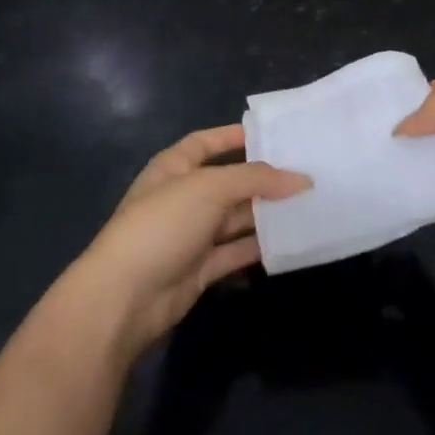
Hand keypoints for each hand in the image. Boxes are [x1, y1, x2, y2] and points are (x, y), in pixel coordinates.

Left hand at [68, 125, 309, 358]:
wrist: (124, 298)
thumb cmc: (162, 225)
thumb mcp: (209, 188)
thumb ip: (256, 179)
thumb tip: (302, 179)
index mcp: (174, 167)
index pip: (206, 142)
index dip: (235, 136)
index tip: (273, 135)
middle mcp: (183, 197)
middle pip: (229, 181)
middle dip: (263, 178)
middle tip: (306, 172)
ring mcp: (192, 235)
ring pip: (236, 218)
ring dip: (267, 213)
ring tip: (309, 203)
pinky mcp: (201, 268)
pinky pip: (237, 251)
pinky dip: (261, 246)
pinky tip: (292, 239)